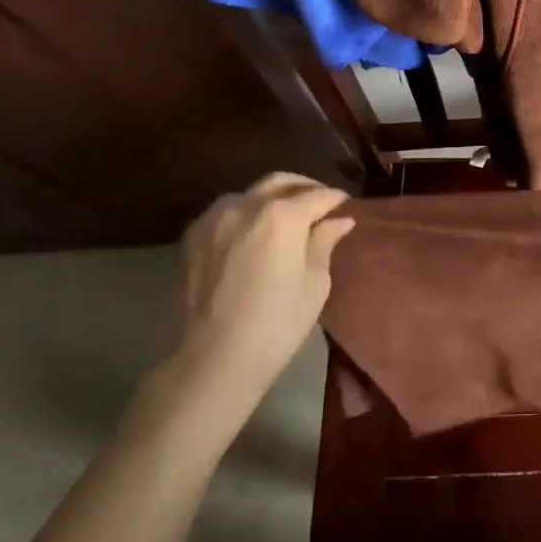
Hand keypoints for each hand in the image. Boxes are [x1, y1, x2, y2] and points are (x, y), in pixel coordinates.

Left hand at [168, 173, 354, 418]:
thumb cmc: (277, 323)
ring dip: (272, 198)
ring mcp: (215, 218)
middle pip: (281, 182)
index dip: (336, 200)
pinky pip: (225, 211)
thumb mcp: (315, 282)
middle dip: (305, 188)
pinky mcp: (193, 236)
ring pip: (250, 193)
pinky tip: (254, 233)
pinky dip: (245, 213)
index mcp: (282, 215)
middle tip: (320, 204)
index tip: (347, 207)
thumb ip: (324, 242)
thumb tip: (339, 220)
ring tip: (286, 217)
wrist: (214, 359)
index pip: (318, 196)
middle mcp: (246, 205)